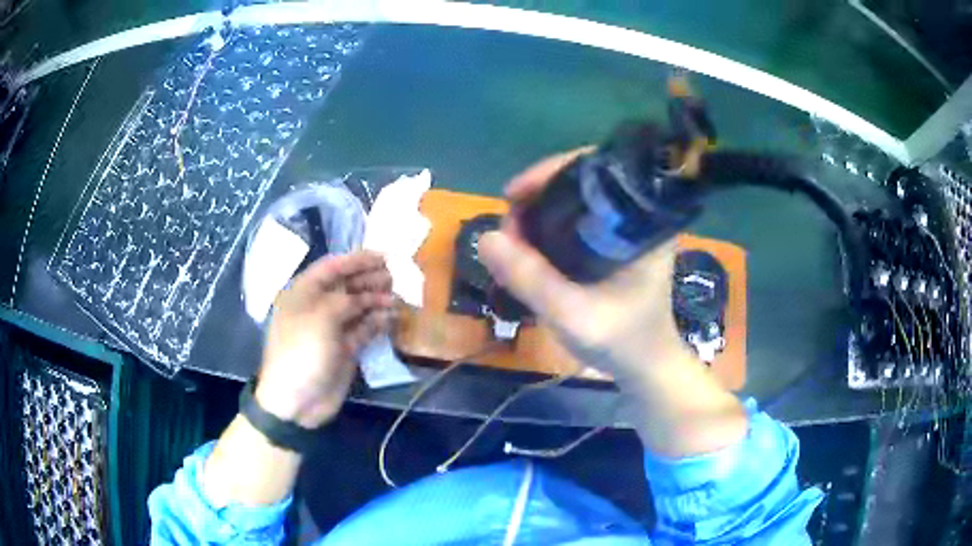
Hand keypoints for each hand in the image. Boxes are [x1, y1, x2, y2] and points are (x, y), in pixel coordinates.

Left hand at [255, 251, 394, 428]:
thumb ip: (344, 300)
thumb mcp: (320, 319)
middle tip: (393, 277)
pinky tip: (392, 316)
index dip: (355, 260)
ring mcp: (332, 329)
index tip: (382, 256)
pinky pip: (363, 329)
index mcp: (303, 294)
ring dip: (376, 300)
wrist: (296, 401)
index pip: (331, 268)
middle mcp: (318, 307)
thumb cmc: (302, 353)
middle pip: (346, 285)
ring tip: (396, 297)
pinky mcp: (345, 349)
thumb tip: (364, 296)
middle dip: (369, 279)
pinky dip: (377, 322)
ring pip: (357, 307)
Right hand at [478, 149, 690, 384]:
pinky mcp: (616, 245)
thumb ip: (531, 280)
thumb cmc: (621, 342)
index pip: (596, 171)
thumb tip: (486, 237)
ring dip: (539, 213)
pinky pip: (578, 222)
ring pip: (576, 202)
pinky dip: (549, 228)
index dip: (550, 175)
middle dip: (538, 196)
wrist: (647, 367)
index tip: (512, 197)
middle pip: (582, 182)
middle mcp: (636, 217)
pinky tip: (530, 246)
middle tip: (508, 227)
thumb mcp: (573, 316)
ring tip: (512, 239)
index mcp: (641, 223)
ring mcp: (627, 230)